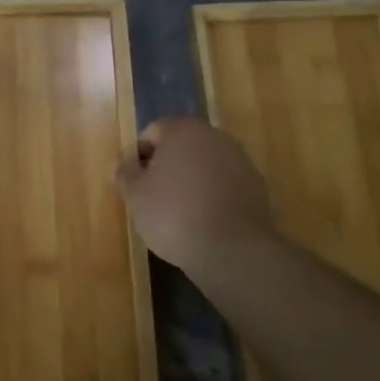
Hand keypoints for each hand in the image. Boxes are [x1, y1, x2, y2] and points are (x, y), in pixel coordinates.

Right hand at [115, 117, 273, 271]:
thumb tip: (123, 162)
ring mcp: (240, 160)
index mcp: (183, 130)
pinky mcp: (256, 186)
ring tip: (178, 213)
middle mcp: (215, 137)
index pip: (152, 132)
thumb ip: (125, 172)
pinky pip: (224, 184)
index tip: (134, 183)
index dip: (138, 157)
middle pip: (181, 146)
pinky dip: (211, 196)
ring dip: (190, 180)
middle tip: (152, 197)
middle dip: (166, 166)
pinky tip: (203, 221)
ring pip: (204, 165)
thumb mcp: (135, 195)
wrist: (231, 250)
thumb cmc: (173, 214)